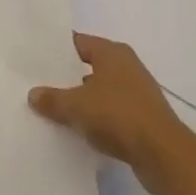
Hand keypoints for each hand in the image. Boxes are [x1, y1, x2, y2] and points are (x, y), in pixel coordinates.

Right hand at [29, 32, 195, 194]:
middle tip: (39, 83)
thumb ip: (52, 98)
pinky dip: (96, 117)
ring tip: (54, 108)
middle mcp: (127, 66)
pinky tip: (79, 129)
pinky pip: (111, 111)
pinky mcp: (142, 117)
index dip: (57, 49)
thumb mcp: (76, 106)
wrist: (162, 153)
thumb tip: (33, 94)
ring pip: (100, 90)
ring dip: (82, 99)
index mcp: (112, 53)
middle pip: (89, 65)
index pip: (79, 42)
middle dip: (67, 76)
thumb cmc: (117, 115)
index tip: (36, 57)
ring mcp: (137, 92)